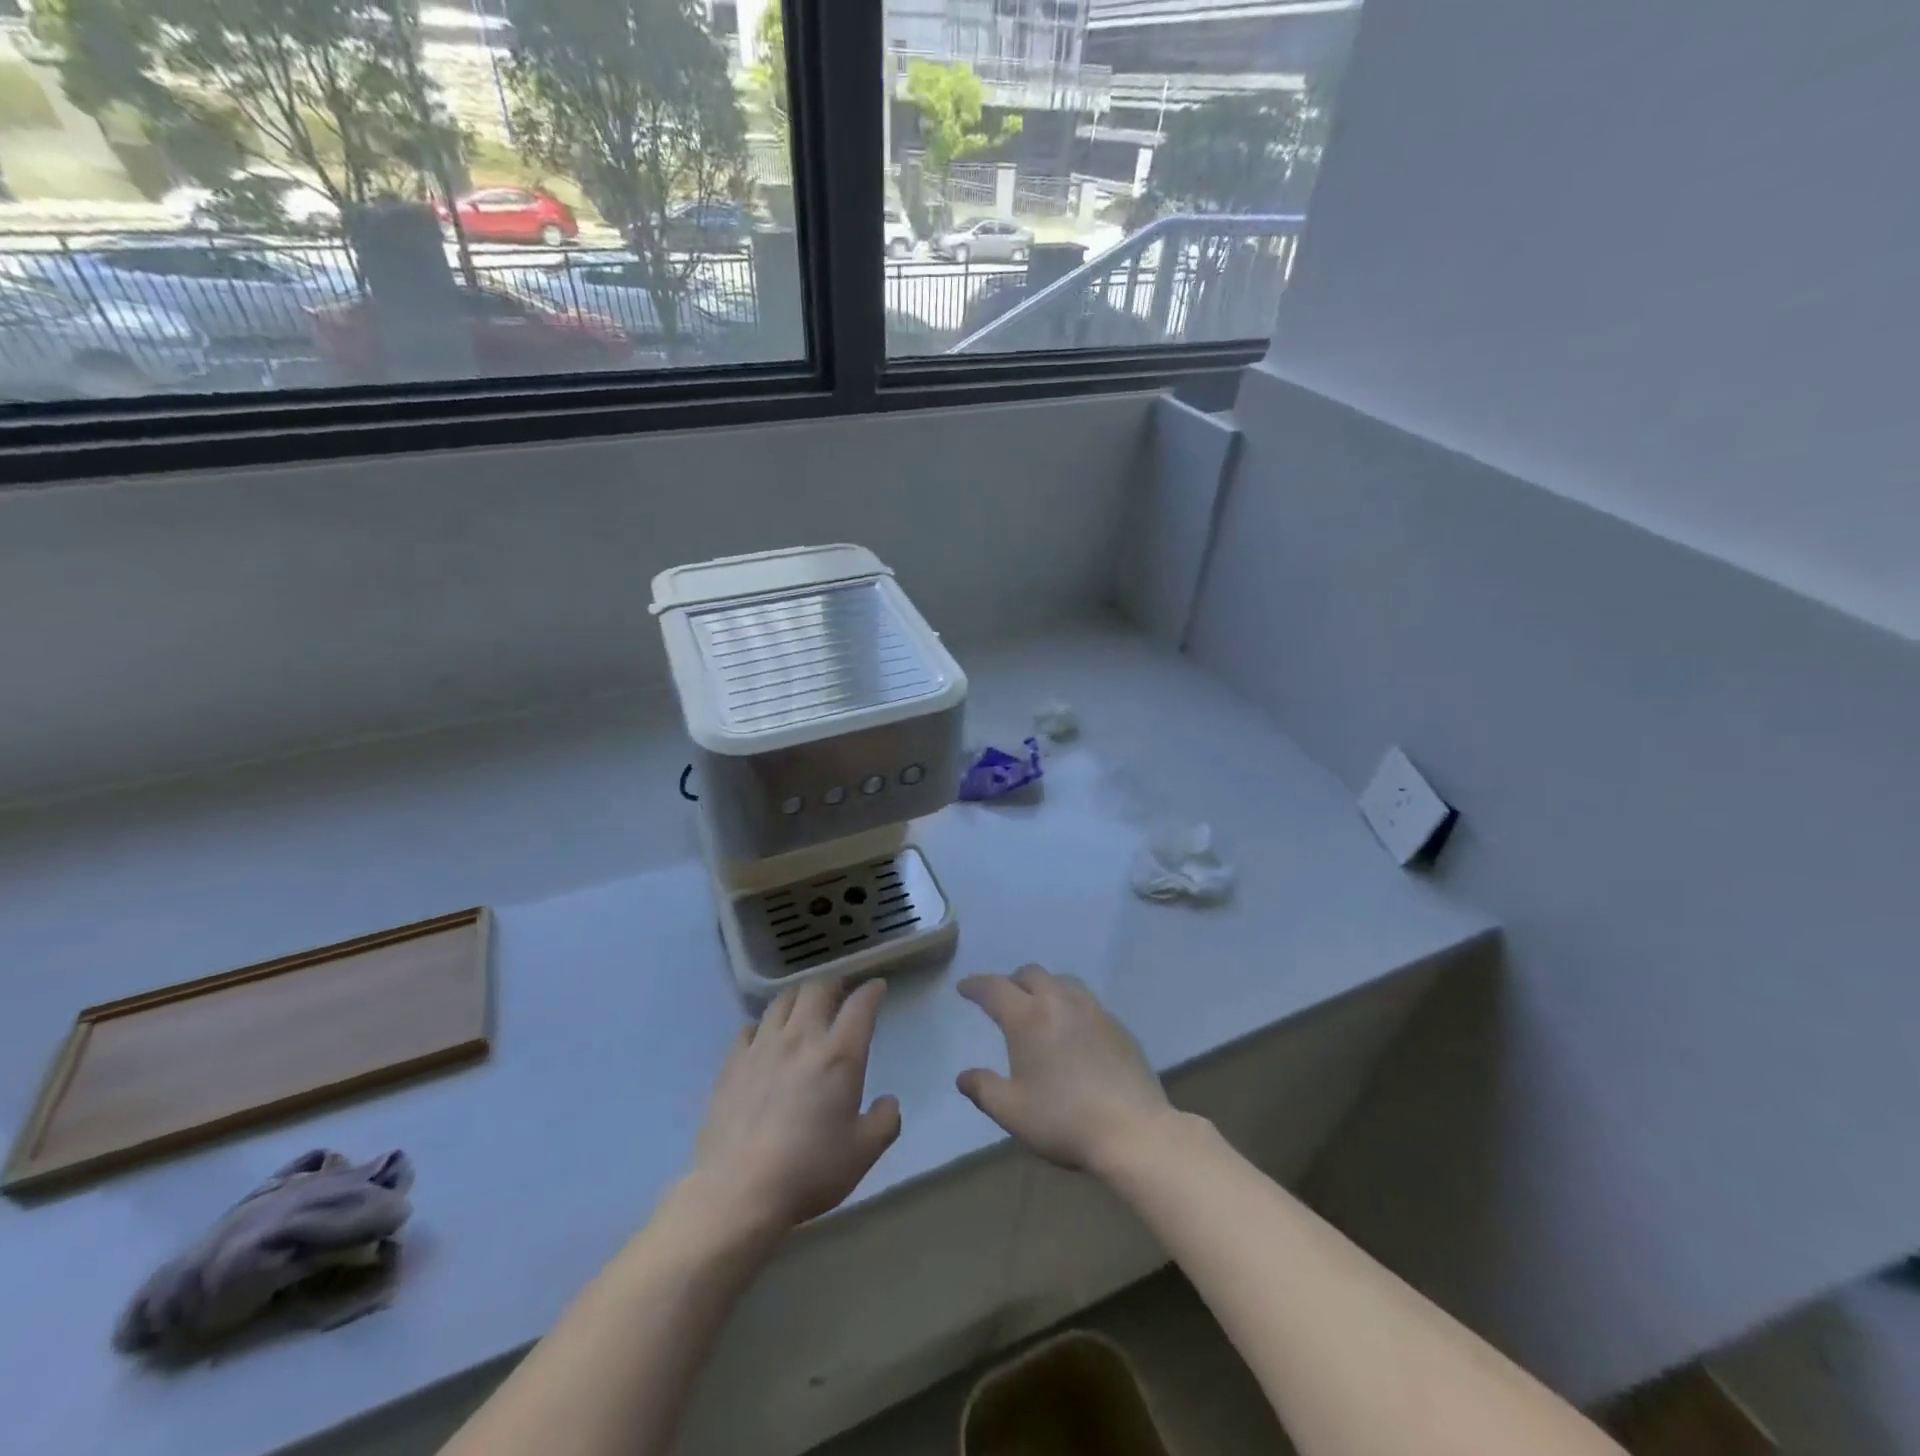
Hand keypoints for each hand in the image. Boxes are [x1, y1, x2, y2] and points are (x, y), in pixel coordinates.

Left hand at [692, 978, 901, 1231]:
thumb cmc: (809, 1170)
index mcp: (839, 1055)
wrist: (739, 1190)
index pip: (860, 1005)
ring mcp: (762, 1047)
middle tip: (840, 991)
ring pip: (782, 1000)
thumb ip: (885, 1121)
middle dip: (833, 983)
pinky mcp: (732, 1063)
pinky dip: (764, 1025)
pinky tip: (766, 1038)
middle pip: (817, 989)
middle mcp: (801, 1038)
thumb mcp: (864, 1152)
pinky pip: (750, 1028)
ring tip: (804, 1006)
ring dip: (799, 997)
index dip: (871, 991)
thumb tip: (889, 1102)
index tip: (877, 987)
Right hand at [955, 965, 1171, 1173]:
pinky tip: (1073, 1029)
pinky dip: (1070, 1004)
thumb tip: (964, 1076)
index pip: (994, 988)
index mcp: (1027, 1017)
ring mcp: (1093, 1010)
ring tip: (1038, 1007)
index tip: (964, 988)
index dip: (976, 985)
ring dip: (1044, 987)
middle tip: (1003, 999)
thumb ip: (984, 1089)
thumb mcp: (1012, 1111)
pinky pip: (1086, 1001)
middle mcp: (1059, 1002)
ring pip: (1062, 981)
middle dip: (1011, 981)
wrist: (1132, 1130)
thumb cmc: (1063, 1120)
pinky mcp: (1118, 1025)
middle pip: (1030, 974)